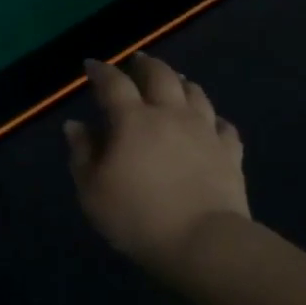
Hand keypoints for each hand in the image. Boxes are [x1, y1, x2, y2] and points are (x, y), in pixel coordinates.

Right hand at [65, 54, 248, 284]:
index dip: (101, 71)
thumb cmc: (137, 217)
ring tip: (174, 81)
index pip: (114, 84)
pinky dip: (212, 119)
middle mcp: (171, 115)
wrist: (203, 242)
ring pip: (195, 93)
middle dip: (146, 65)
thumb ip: (82, 154)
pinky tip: (210, 123)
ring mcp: (205, 131)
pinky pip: (223, 126)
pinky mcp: (230, 153)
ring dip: (181, 82)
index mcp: (133, 120)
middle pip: (160, 76)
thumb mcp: (92, 190)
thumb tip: (76, 125)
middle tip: (137, 62)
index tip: (92, 65)